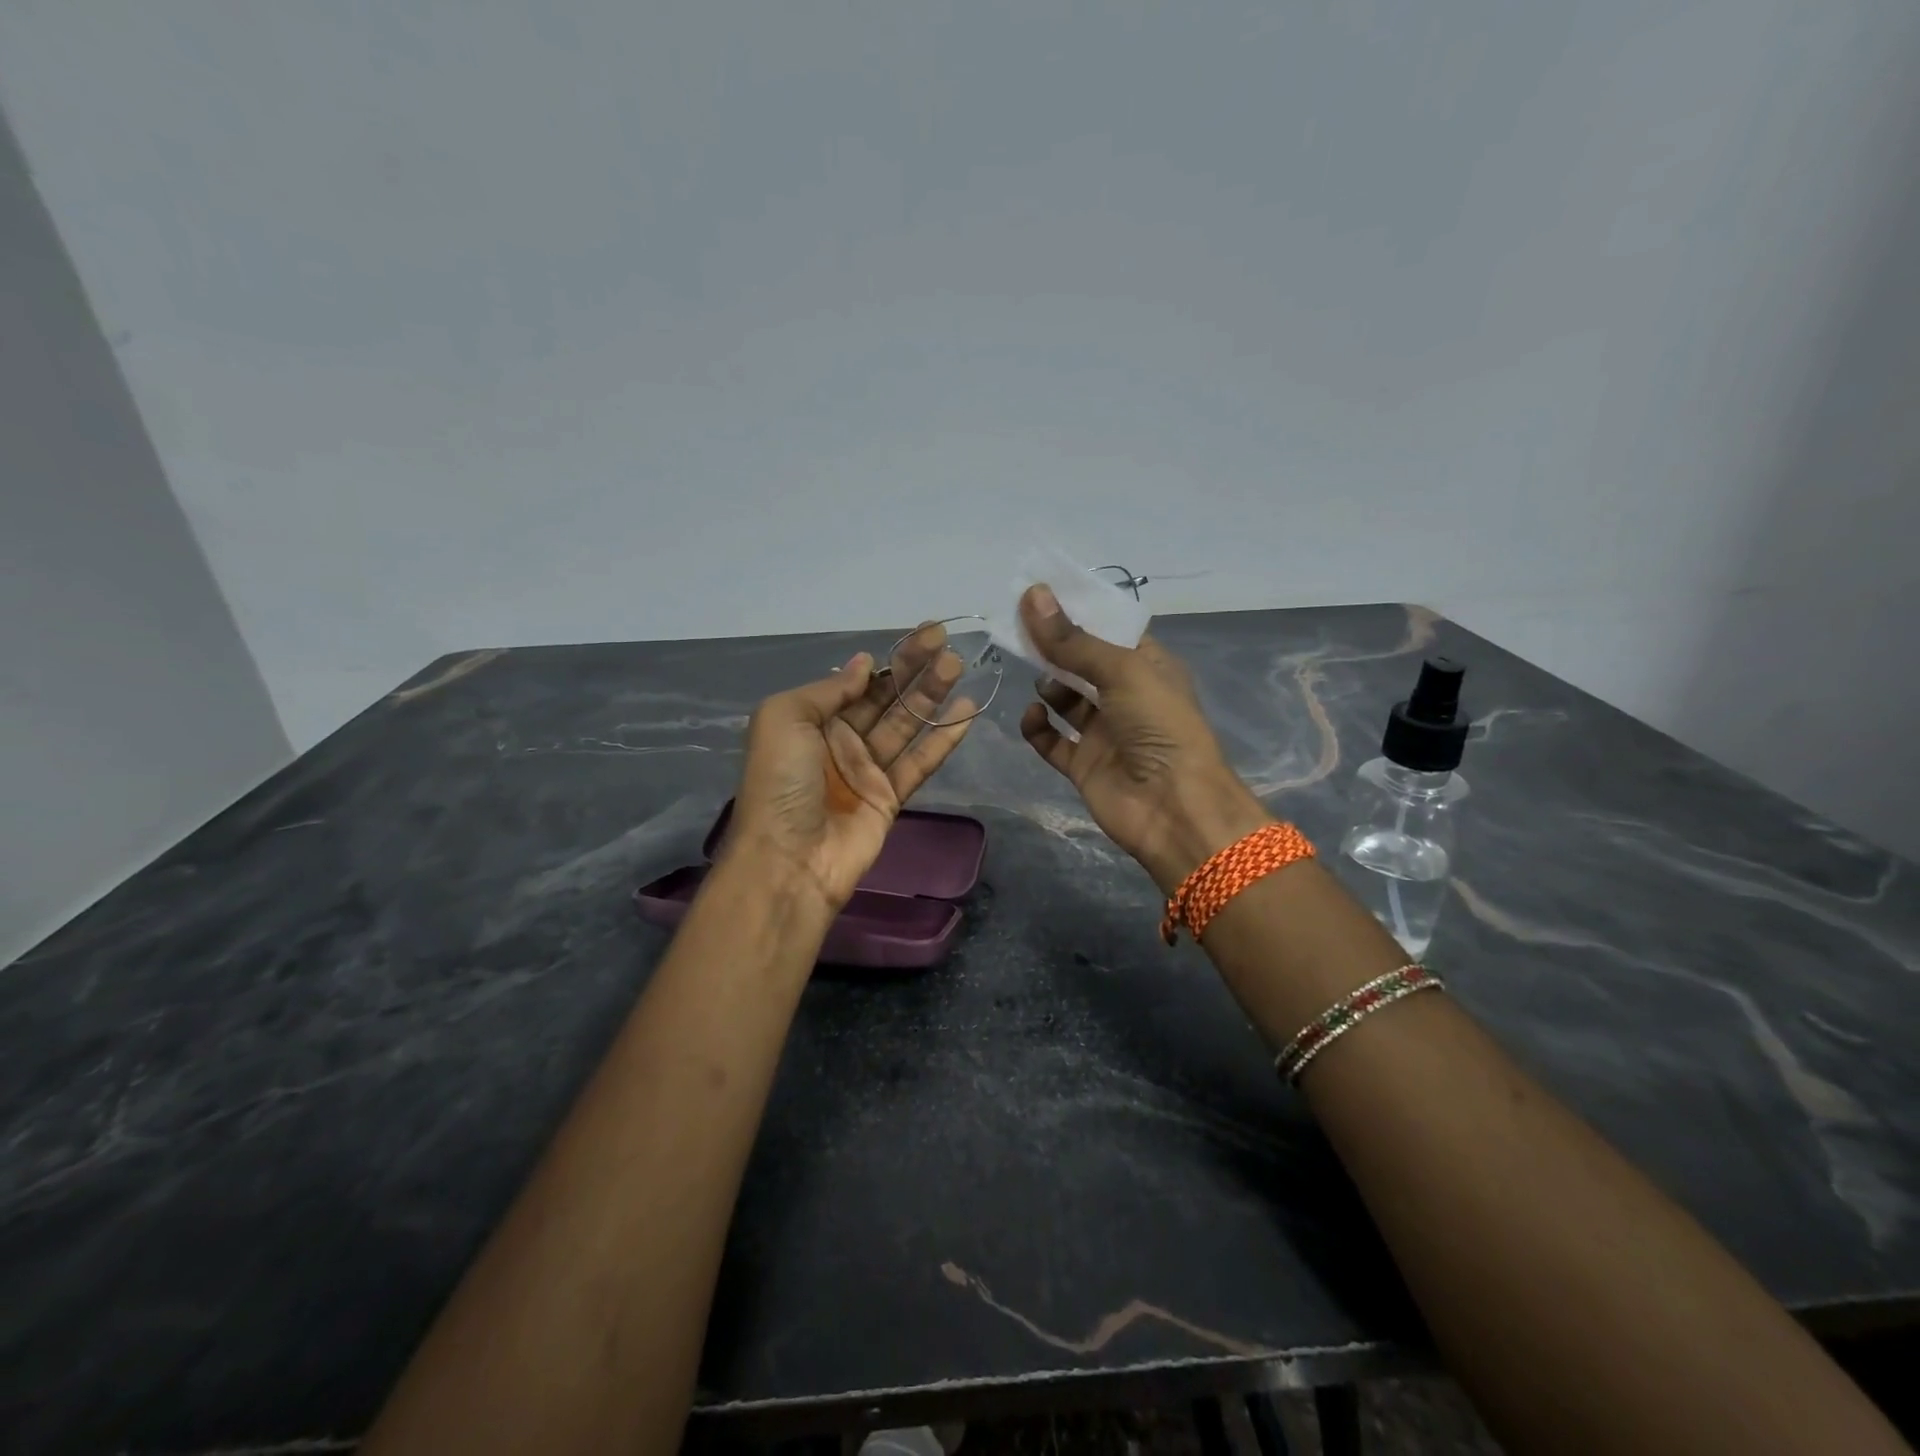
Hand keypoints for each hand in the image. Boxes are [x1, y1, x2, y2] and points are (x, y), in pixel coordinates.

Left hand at [726, 623, 974, 912]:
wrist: (789, 859)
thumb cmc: (780, 782)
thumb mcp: (784, 718)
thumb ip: (829, 689)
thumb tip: (865, 663)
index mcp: (812, 720)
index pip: (858, 682)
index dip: (890, 658)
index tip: (924, 635)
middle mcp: (841, 741)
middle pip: (886, 699)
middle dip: (915, 671)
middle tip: (947, 645)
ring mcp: (867, 770)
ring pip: (906, 725)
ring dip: (932, 696)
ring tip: (959, 667)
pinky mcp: (890, 798)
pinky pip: (921, 762)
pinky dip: (943, 738)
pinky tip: (966, 711)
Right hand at [1017, 584, 1270, 892]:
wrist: (1173, 809)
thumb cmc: (1159, 727)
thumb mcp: (1122, 671)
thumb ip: (1073, 640)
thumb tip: (1033, 594)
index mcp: (1148, 666)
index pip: (1108, 630)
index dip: (1076, 613)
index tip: (1039, 594)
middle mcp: (1125, 696)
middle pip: (1081, 662)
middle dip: (1054, 647)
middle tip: (1019, 628)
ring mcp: (1103, 731)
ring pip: (1065, 700)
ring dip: (1049, 686)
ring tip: (1041, 680)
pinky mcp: (1084, 764)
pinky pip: (1052, 740)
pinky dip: (1039, 727)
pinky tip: (1033, 716)